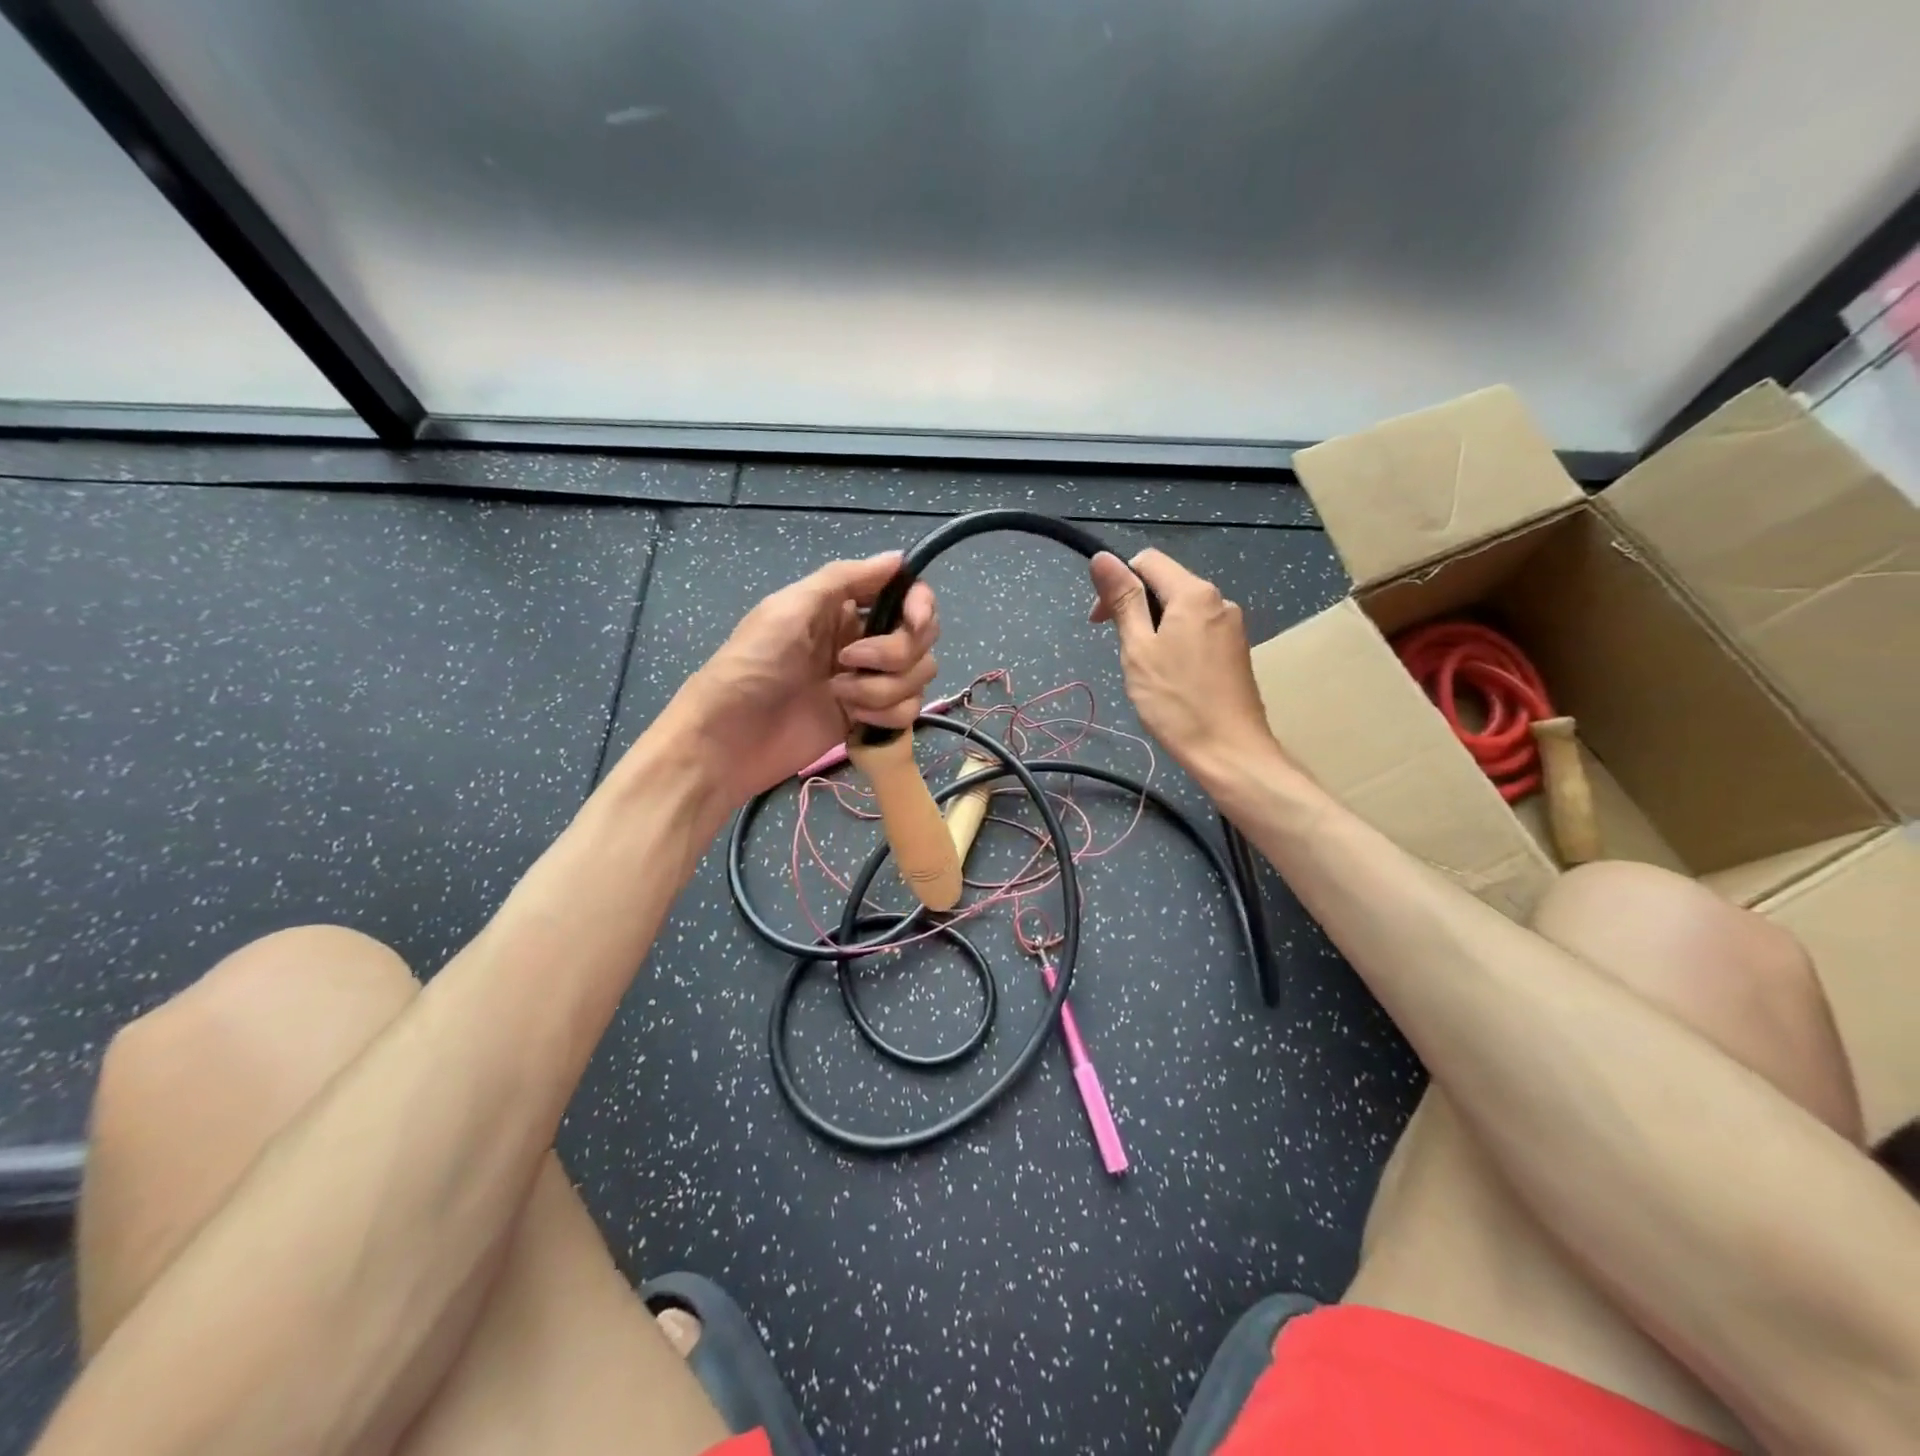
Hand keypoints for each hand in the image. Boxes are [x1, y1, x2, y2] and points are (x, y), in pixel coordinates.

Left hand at [649, 553, 938, 810]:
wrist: (729, 738)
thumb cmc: (752, 664)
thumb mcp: (790, 609)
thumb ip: (845, 578)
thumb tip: (898, 557)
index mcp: (844, 608)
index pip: (908, 596)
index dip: (921, 606)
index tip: (913, 622)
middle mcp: (863, 641)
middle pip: (920, 639)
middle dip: (896, 652)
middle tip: (849, 661)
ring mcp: (869, 683)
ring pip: (917, 678)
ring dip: (883, 688)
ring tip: (839, 694)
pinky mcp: (869, 720)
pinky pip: (907, 712)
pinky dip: (885, 715)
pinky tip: (852, 720)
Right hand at [1089, 549, 1285, 789]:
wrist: (1229, 751)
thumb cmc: (1176, 701)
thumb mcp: (1138, 648)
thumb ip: (1123, 600)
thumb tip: (1101, 557)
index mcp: (1195, 593)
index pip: (1147, 561)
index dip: (1117, 583)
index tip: (1101, 621)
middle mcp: (1219, 601)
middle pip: (1166, 585)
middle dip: (1135, 608)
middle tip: (1121, 651)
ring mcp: (1232, 627)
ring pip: (1181, 612)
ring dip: (1154, 629)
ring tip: (1145, 670)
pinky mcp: (1236, 651)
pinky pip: (1197, 632)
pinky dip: (1175, 644)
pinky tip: (1170, 678)